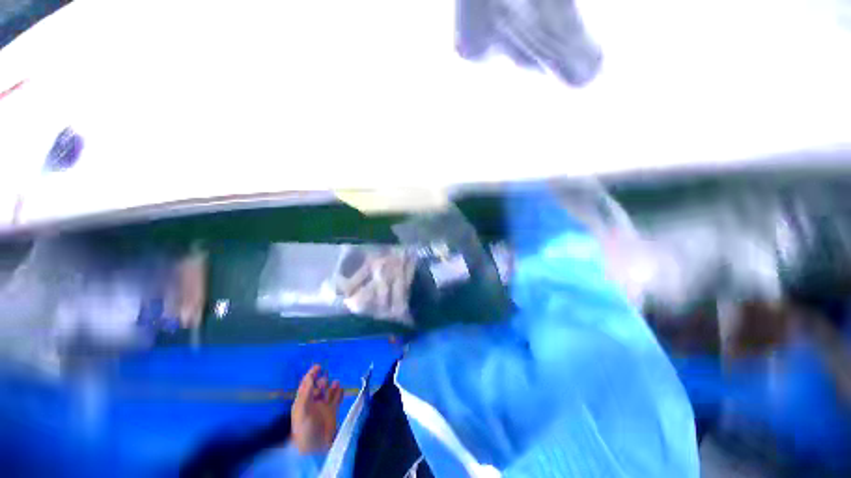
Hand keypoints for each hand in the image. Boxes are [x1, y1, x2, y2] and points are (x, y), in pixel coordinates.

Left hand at [291, 365, 342, 453]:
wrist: (315, 449)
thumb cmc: (305, 429)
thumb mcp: (302, 411)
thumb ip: (306, 393)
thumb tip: (310, 377)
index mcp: (302, 403)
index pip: (306, 385)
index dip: (311, 375)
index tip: (318, 366)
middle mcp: (312, 403)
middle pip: (317, 387)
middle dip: (321, 381)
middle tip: (325, 379)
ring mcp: (323, 408)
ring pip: (328, 391)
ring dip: (331, 386)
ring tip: (335, 383)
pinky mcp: (332, 412)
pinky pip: (336, 398)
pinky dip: (339, 393)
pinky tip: (341, 389)